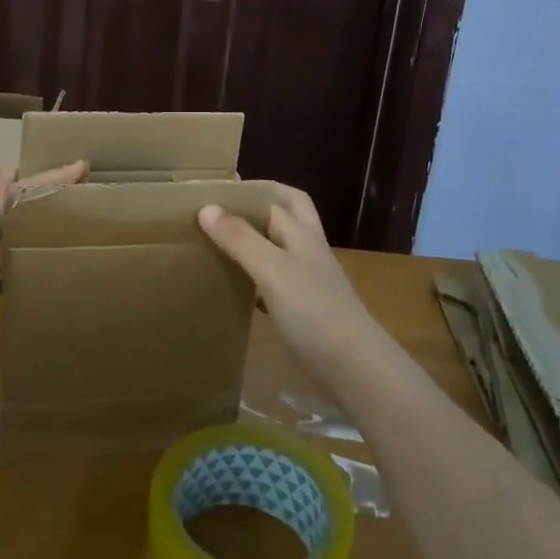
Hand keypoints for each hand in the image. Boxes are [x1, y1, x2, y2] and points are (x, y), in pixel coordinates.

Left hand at [0, 148, 85, 393]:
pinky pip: (2, 277)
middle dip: (41, 199)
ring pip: (8, 242)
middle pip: (12, 212)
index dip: (46, 178)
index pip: (15, 192)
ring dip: (32, 231)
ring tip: (66, 227)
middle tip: (79, 192)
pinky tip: (37, 273)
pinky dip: (19, 270)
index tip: (82, 166)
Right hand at [198, 185, 386, 387]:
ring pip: (280, 247)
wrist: (353, 367)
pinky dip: (257, 276)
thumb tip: (206, 207)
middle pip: (287, 214)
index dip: (247, 191)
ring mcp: (309, 280)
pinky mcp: (305, 309)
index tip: (212, 192)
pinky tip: (238, 288)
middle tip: (224, 211)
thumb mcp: (272, 269)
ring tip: (221, 244)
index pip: (275, 197)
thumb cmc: (313, 310)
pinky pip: (277, 281)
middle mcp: (307, 250)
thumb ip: (240, 238)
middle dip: (259, 206)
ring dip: (256, 240)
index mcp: (301, 233)